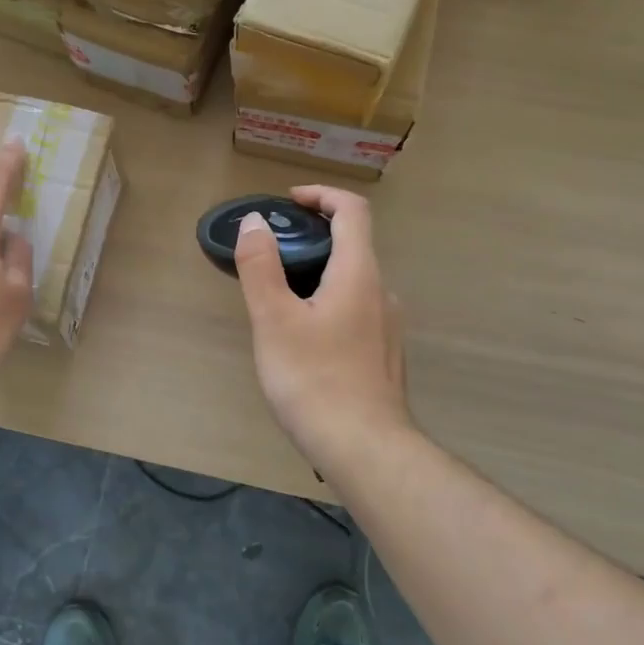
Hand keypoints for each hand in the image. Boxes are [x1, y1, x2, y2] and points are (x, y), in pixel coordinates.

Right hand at [234, 186, 411, 470]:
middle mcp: (382, 292)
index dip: (322, 195)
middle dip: (313, 236)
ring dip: (319, 273)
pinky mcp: (384, 355)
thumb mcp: (274, 320)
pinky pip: (356, 311)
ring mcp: (388, 326)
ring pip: (353, 282)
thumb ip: (261, 267)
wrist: (365, 449)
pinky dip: (329, 303)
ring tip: (279, 300)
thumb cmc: (314, 379)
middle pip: (353, 245)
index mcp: (359, 273)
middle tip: (271, 254)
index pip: (353, 210)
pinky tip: (304, 340)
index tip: (288, 202)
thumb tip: (255, 222)